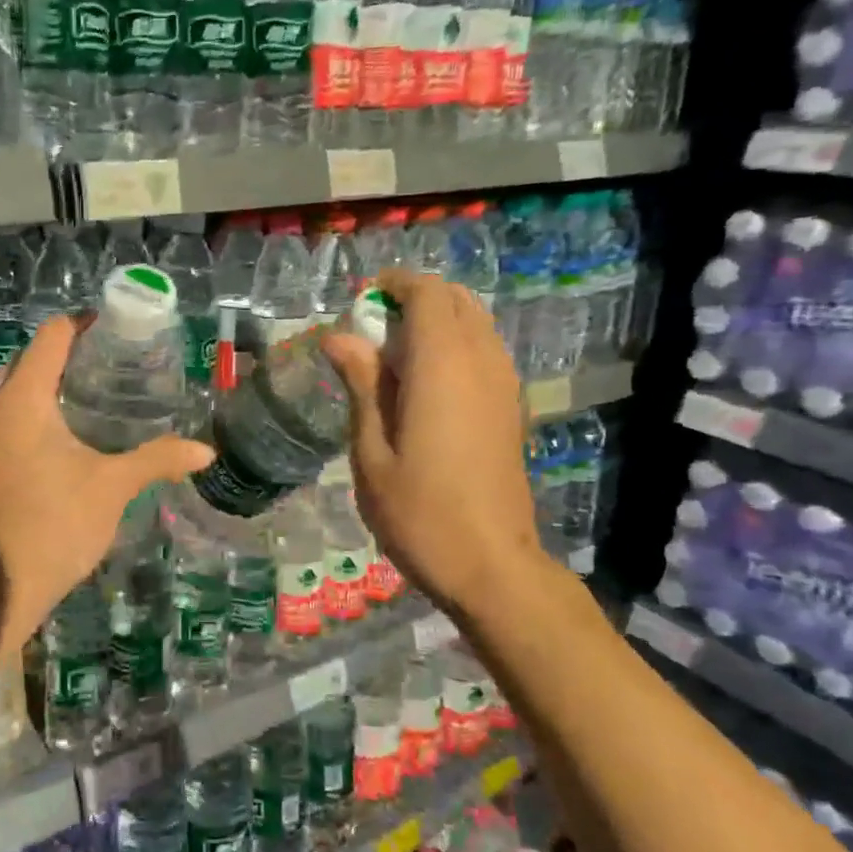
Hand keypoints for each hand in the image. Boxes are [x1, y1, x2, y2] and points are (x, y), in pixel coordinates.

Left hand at [0, 315, 212, 652]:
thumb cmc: (57, 525)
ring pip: (3, 390)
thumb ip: (158, 459)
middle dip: (59, 358)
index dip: (81, 326)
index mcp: (21, 398)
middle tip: (101, 370)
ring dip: (36, 387)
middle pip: (24, 360)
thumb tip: (207, 451)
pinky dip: (17, 414)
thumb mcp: (113, 487)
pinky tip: (46, 439)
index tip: (110, 331)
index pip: (50, 337)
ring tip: (77, 402)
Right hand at [323, 270, 539, 608]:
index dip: (395, 286)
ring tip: (395, 356)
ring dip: (437, 321)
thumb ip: (362, 384)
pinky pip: (486, 350)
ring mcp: (504, 384)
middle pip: (456, 300)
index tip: (362, 303)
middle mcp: (481, 362)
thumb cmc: (419, 512)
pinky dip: (456, 344)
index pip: (427, 294)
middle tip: (374, 330)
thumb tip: (340, 336)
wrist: (491, 566)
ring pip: (475, 322)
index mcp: (442, 366)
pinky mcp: (512, 407)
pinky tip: (426, 385)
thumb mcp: (372, 451)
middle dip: (415, 299)